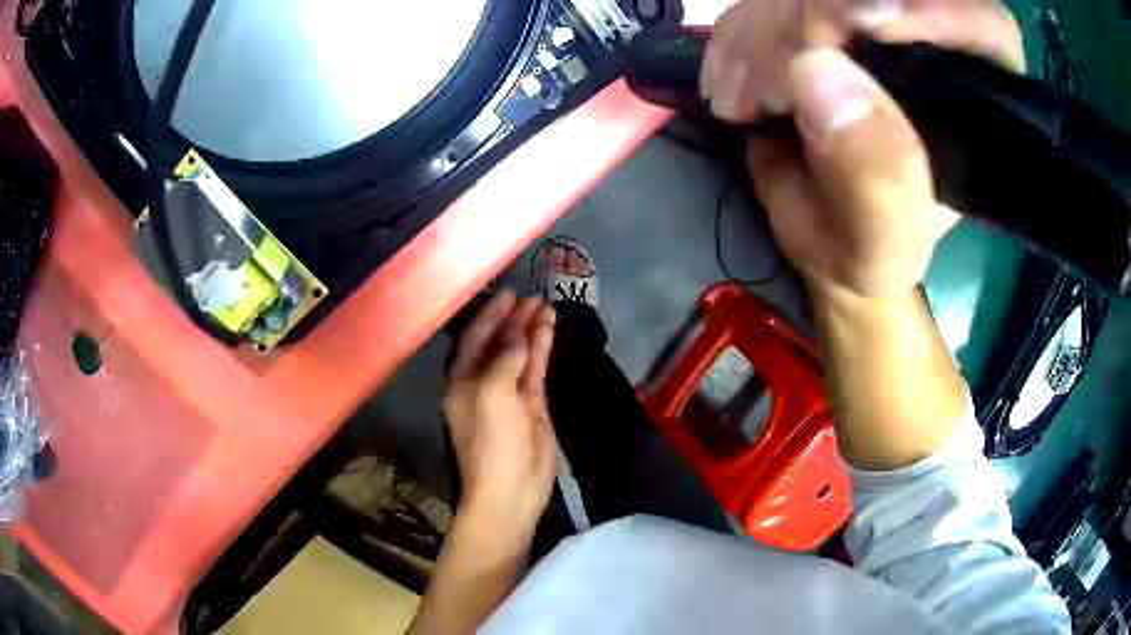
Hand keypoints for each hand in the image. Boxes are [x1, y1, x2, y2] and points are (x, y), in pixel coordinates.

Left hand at [445, 290, 557, 537]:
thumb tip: (519, 334)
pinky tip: (550, 328)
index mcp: (462, 380)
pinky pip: (535, 369)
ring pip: (519, 353)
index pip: (475, 338)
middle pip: (498, 342)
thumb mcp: (492, 395)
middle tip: (532, 297)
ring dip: (530, 330)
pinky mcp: (531, 404)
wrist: (512, 488)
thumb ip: (504, 360)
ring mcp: (508, 393)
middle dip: (513, 319)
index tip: (509, 294)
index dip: (491, 315)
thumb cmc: (492, 441)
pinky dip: (541, 348)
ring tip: (546, 305)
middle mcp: (482, 382)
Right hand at [701, 0, 1022, 297]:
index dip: (940, 12)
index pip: (985, 29)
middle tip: (775, 81)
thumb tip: (815, 70)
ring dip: (764, 32)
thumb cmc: (866, 246)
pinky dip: (736, 35)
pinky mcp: (814, 13)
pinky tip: (732, 87)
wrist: (819, 227)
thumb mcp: (879, 245)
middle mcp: (930, 48)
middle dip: (820, 20)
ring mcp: (868, 23)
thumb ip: (876, 182)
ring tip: (745, 100)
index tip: (873, 25)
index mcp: (975, 106)